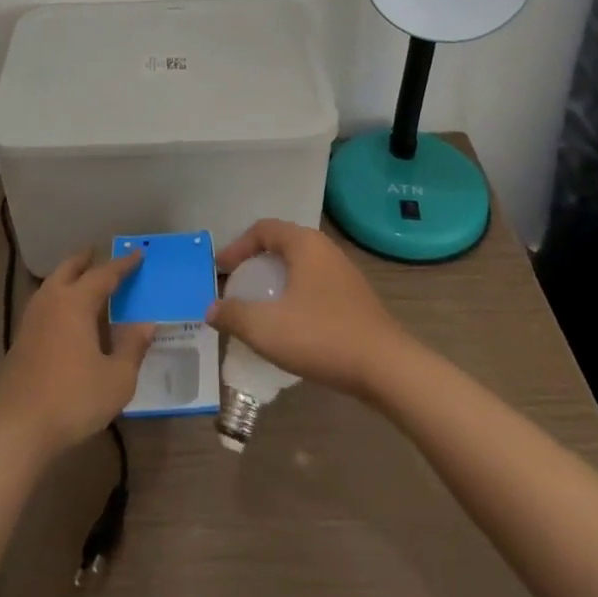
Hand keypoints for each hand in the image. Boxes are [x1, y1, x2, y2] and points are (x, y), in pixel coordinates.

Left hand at [0, 250, 155, 458]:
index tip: (137, 255)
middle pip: (69, 269)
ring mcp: (31, 320)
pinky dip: (57, 297)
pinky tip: (64, 315)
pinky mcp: (20, 340)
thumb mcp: (117, 379)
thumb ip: (133, 347)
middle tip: (98, 252)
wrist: (17, 430)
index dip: (122, 265)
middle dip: (85, 260)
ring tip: (81, 279)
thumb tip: (147, 323)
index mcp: (75, 302)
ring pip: (51, 285)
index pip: (103, 274)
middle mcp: (51, 301)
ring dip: (68, 276)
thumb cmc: (73, 400)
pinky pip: (43, 304)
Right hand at [207, 220, 413, 397]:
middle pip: (282, 243)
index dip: (237, 246)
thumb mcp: (267, 329)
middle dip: (256, 261)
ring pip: (300, 265)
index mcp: (304, 244)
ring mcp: (344, 272)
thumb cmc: (322, 336)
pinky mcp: (355, 297)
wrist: (386, 367)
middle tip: (237, 284)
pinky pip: (315, 284)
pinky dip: (295, 293)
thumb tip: (211, 310)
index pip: (263, 229)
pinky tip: (291, 323)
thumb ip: (234, 316)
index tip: (220, 270)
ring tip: (260, 304)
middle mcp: (325, 249)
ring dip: (276, 279)